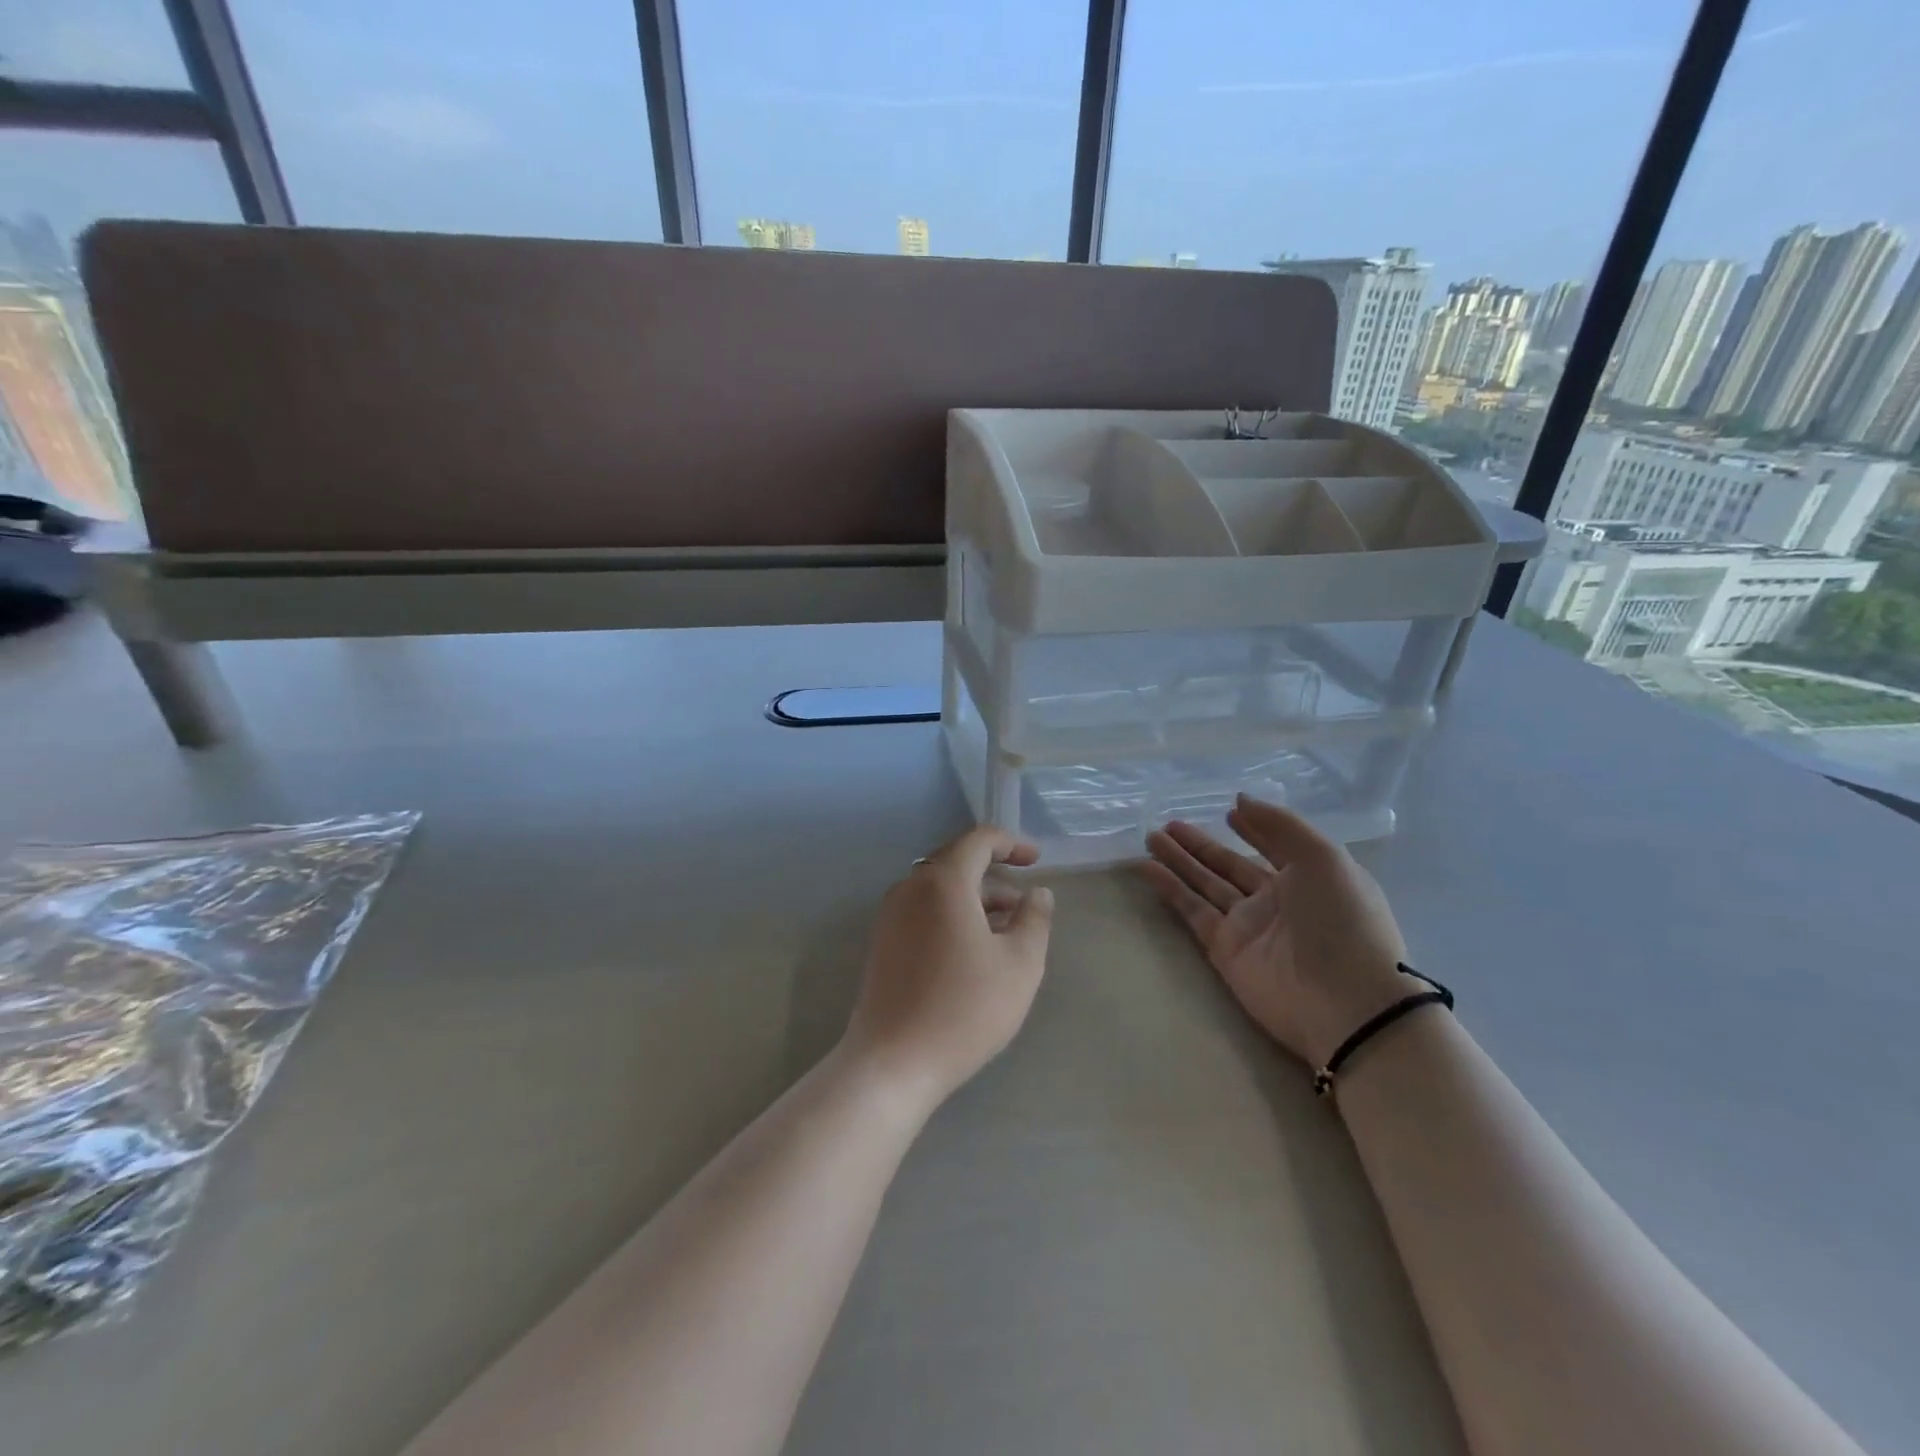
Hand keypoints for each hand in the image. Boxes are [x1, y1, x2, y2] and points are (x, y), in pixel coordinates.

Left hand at [842, 827, 1054, 1114]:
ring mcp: (891, 914)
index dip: (1011, 843)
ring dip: (975, 898)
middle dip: (994, 872)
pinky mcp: (883, 942)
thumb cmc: (965, 1008)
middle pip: (956, 861)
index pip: (978, 840)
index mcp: (943, 882)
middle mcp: (910, 887)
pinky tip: (974, 948)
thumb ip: (1035, 919)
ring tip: (1008, 929)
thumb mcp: (1020, 964)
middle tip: (1025, 898)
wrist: (893, 1061)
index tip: (1037, 860)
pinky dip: (952, 914)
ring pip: (939, 889)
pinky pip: (923, 910)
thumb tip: (1037, 893)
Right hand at [1143, 794, 1412, 1068]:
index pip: (1273, 847)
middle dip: (1201, 845)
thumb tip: (1240, 800)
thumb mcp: (1323, 858)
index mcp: (1308, 878)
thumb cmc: (1342, 920)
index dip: (1253, 829)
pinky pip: (1191, 911)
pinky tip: (1146, 867)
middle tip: (1169, 823)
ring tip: (1150, 837)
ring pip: (1205, 884)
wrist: (1345, 1002)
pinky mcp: (1224, 949)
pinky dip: (1169, 889)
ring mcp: (1248, 926)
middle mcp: (1276, 900)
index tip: (1229, 810)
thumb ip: (1280, 824)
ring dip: (1179, 860)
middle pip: (1229, 865)